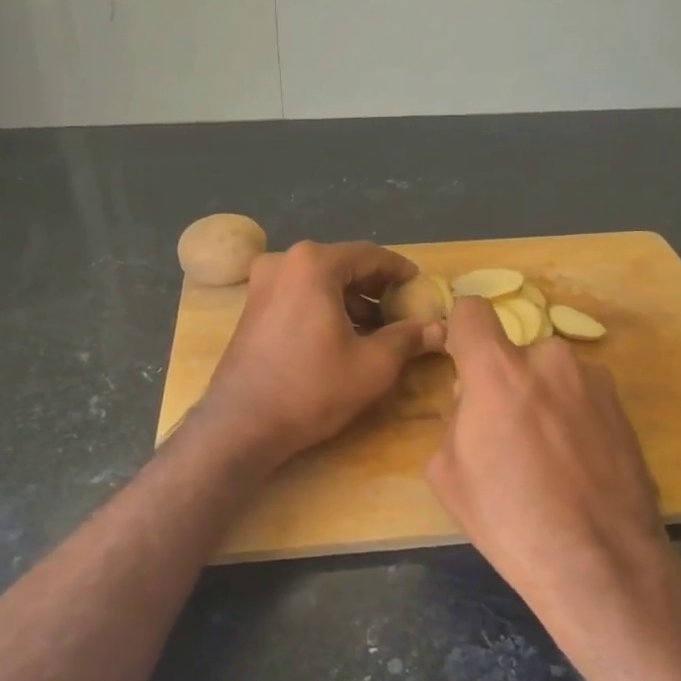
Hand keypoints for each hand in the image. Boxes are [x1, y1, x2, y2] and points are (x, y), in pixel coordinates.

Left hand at [197, 241, 443, 468]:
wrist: (241, 425)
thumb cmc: (311, 389)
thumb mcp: (372, 365)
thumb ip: (408, 338)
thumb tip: (439, 329)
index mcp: (314, 264)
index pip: (370, 255)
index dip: (401, 271)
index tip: (421, 287)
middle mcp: (284, 261)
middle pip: (343, 265)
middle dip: (376, 288)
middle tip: (403, 310)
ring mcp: (262, 283)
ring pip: (320, 281)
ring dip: (351, 300)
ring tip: (378, 329)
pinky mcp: (252, 307)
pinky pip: (299, 295)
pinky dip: (324, 307)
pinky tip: (343, 335)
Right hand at [426, 296, 671, 625]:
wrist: (600, 562)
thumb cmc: (510, 519)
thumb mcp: (447, 472)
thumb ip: (456, 418)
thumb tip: (475, 406)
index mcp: (498, 370)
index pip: (472, 311)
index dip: (461, 330)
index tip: (462, 360)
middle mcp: (550, 359)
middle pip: (514, 353)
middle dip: (505, 381)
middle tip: (507, 434)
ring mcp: (594, 381)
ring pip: (551, 376)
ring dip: (542, 398)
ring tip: (549, 457)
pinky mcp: (624, 407)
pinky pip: (581, 397)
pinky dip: (572, 417)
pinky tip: (577, 466)